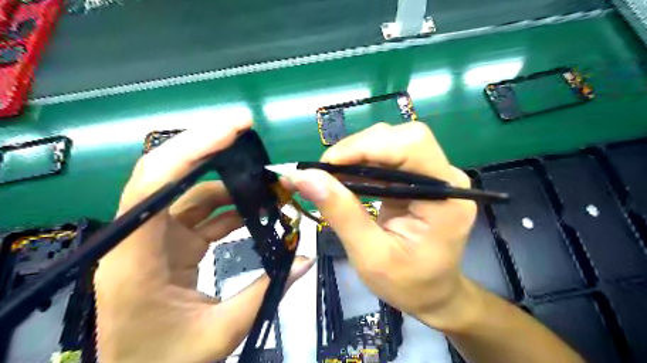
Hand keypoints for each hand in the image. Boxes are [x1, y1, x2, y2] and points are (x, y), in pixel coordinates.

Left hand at [96, 120, 316, 362]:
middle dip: (207, 147)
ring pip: (188, 190)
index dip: (191, 149)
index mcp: (136, 257)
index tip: (232, 132)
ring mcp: (155, 236)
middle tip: (246, 132)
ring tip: (264, 180)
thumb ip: (265, 293)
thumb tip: (306, 259)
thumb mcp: (219, 333)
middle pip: (167, 173)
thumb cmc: (164, 362)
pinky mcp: (170, 242)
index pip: (154, 184)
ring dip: (227, 180)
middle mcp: (139, 236)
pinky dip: (228, 204)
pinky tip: (254, 206)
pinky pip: (200, 211)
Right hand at [291, 122, 475, 330]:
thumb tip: (303, 177)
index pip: (412, 146)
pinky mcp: (419, 179)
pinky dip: (361, 164)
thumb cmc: (407, 284)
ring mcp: (434, 175)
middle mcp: (445, 178)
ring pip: (392, 143)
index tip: (327, 165)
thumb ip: (341, 213)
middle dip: (358, 149)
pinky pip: (388, 158)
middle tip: (325, 172)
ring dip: (356, 155)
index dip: (367, 146)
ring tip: (329, 177)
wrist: (432, 294)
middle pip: (401, 138)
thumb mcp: (369, 255)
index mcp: (446, 198)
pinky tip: (344, 179)